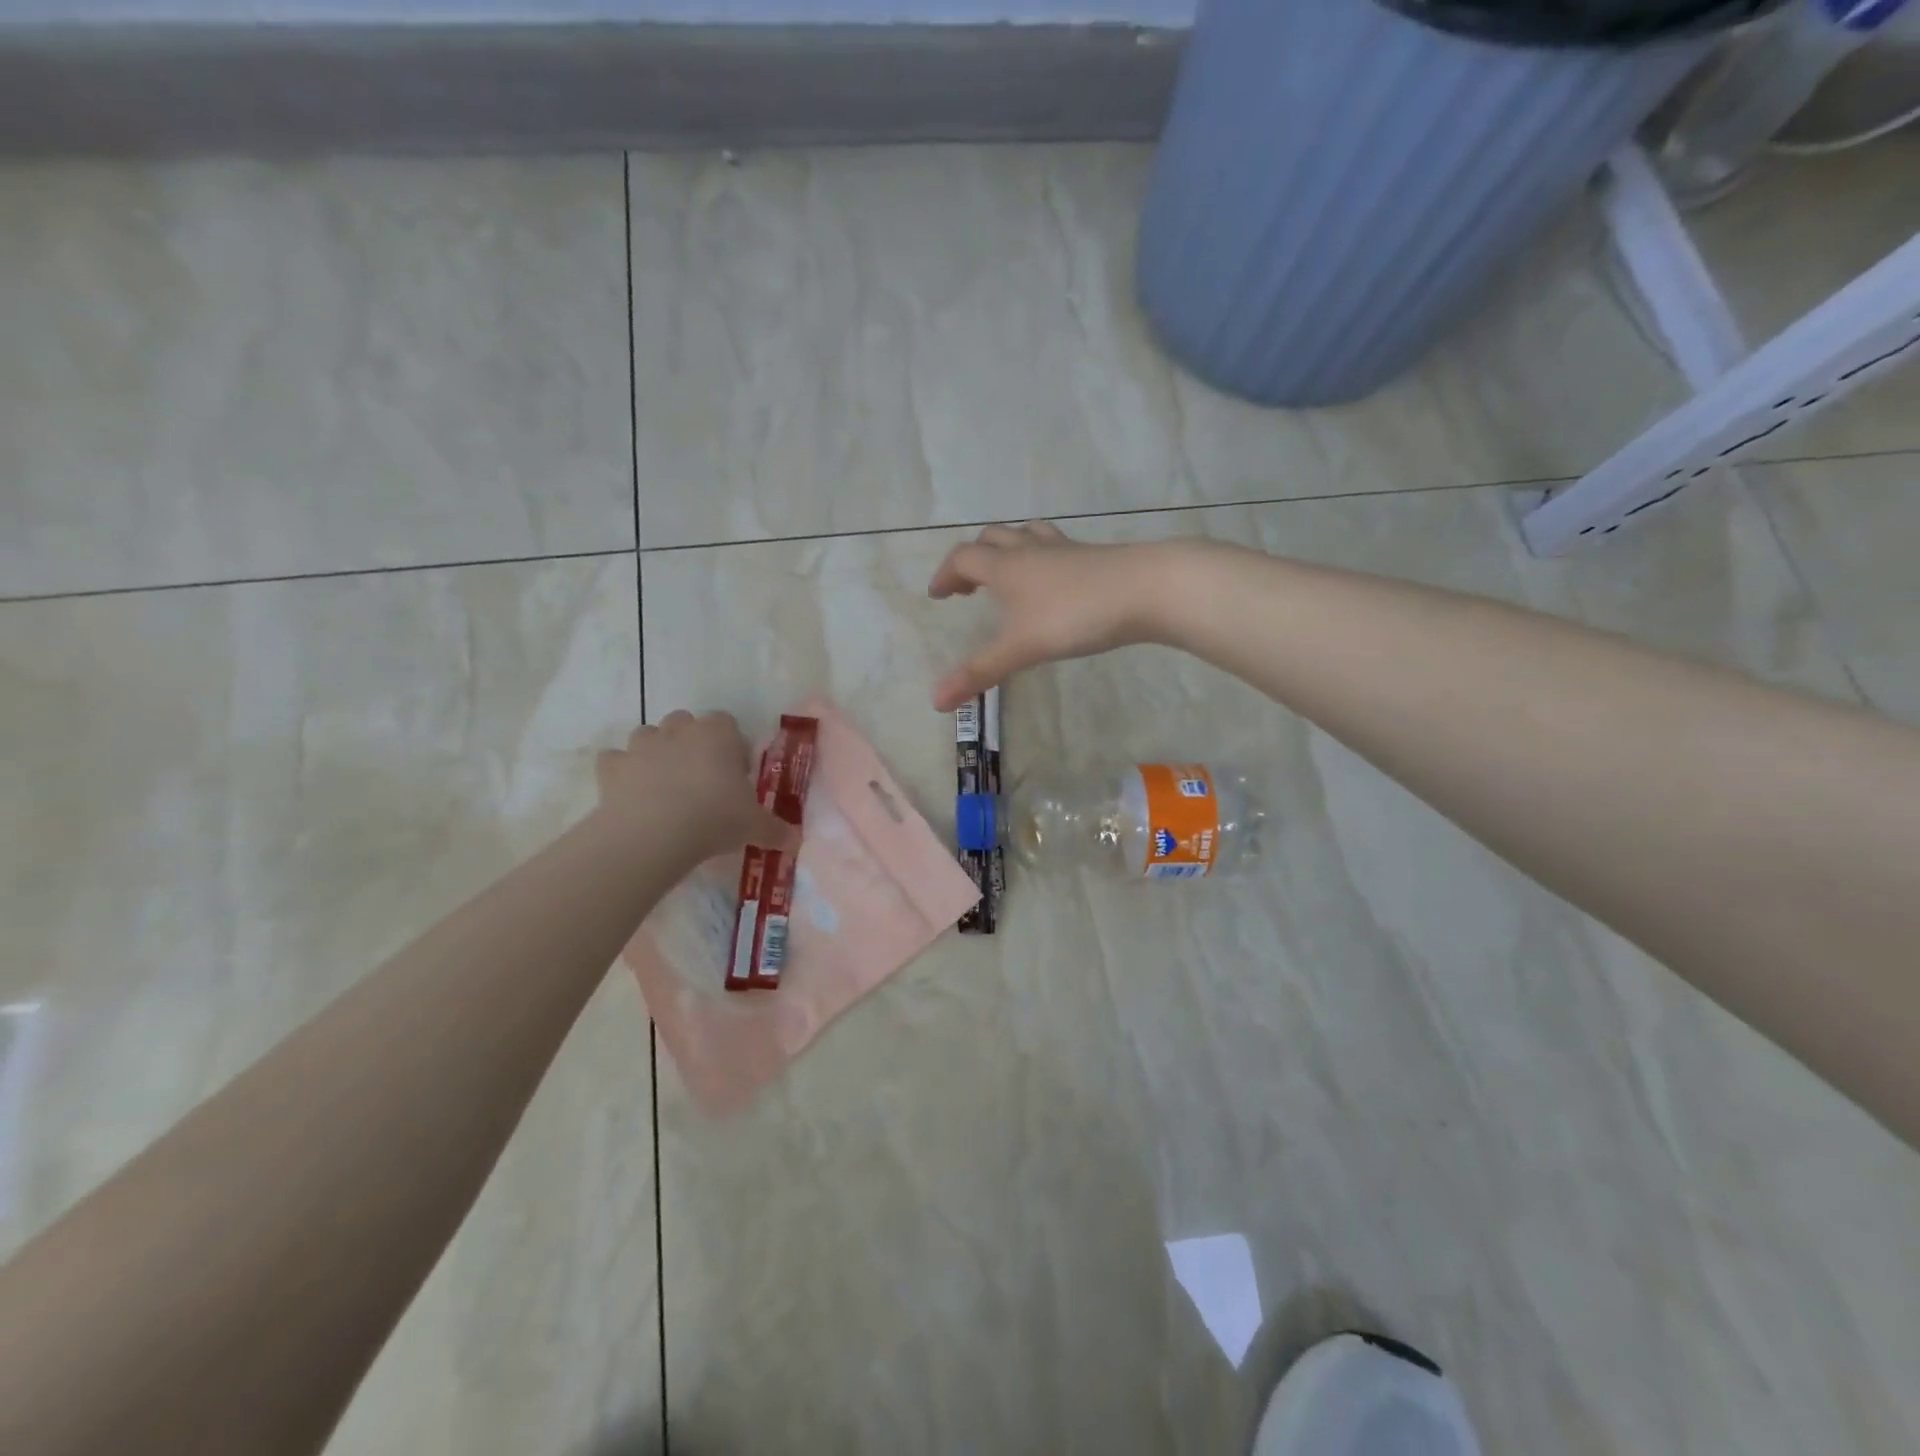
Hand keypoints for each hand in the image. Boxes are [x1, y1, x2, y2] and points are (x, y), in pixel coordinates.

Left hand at [594, 710, 797, 863]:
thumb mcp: (754, 826)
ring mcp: (641, 745)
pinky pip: (615, 761)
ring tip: (666, 789)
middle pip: (686, 723)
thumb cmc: (714, 817)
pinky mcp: (611, 767)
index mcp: (718, 733)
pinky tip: (630, 795)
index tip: (736, 776)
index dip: (732, 747)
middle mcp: (679, 730)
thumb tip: (796, 841)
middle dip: (692, 744)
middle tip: (702, 781)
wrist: (653, 834)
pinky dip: (621, 773)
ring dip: (656, 754)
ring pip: (648, 736)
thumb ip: (776, 830)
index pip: (728, 724)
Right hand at [927, 522, 1153, 710]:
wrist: (1145, 589)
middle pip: (991, 539)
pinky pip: (1055, 547)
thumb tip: (934, 701)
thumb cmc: (1074, 615)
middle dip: (973, 559)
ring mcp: (1064, 549)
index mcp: (1006, 566)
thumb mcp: (1021, 648)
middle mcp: (1030, 550)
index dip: (946, 574)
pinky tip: (1054, 580)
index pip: (963, 558)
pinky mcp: (1092, 556)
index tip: (938, 594)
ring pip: (1026, 535)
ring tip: (1007, 574)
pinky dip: (1041, 557)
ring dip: (1008, 549)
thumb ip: (979, 672)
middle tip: (968, 586)